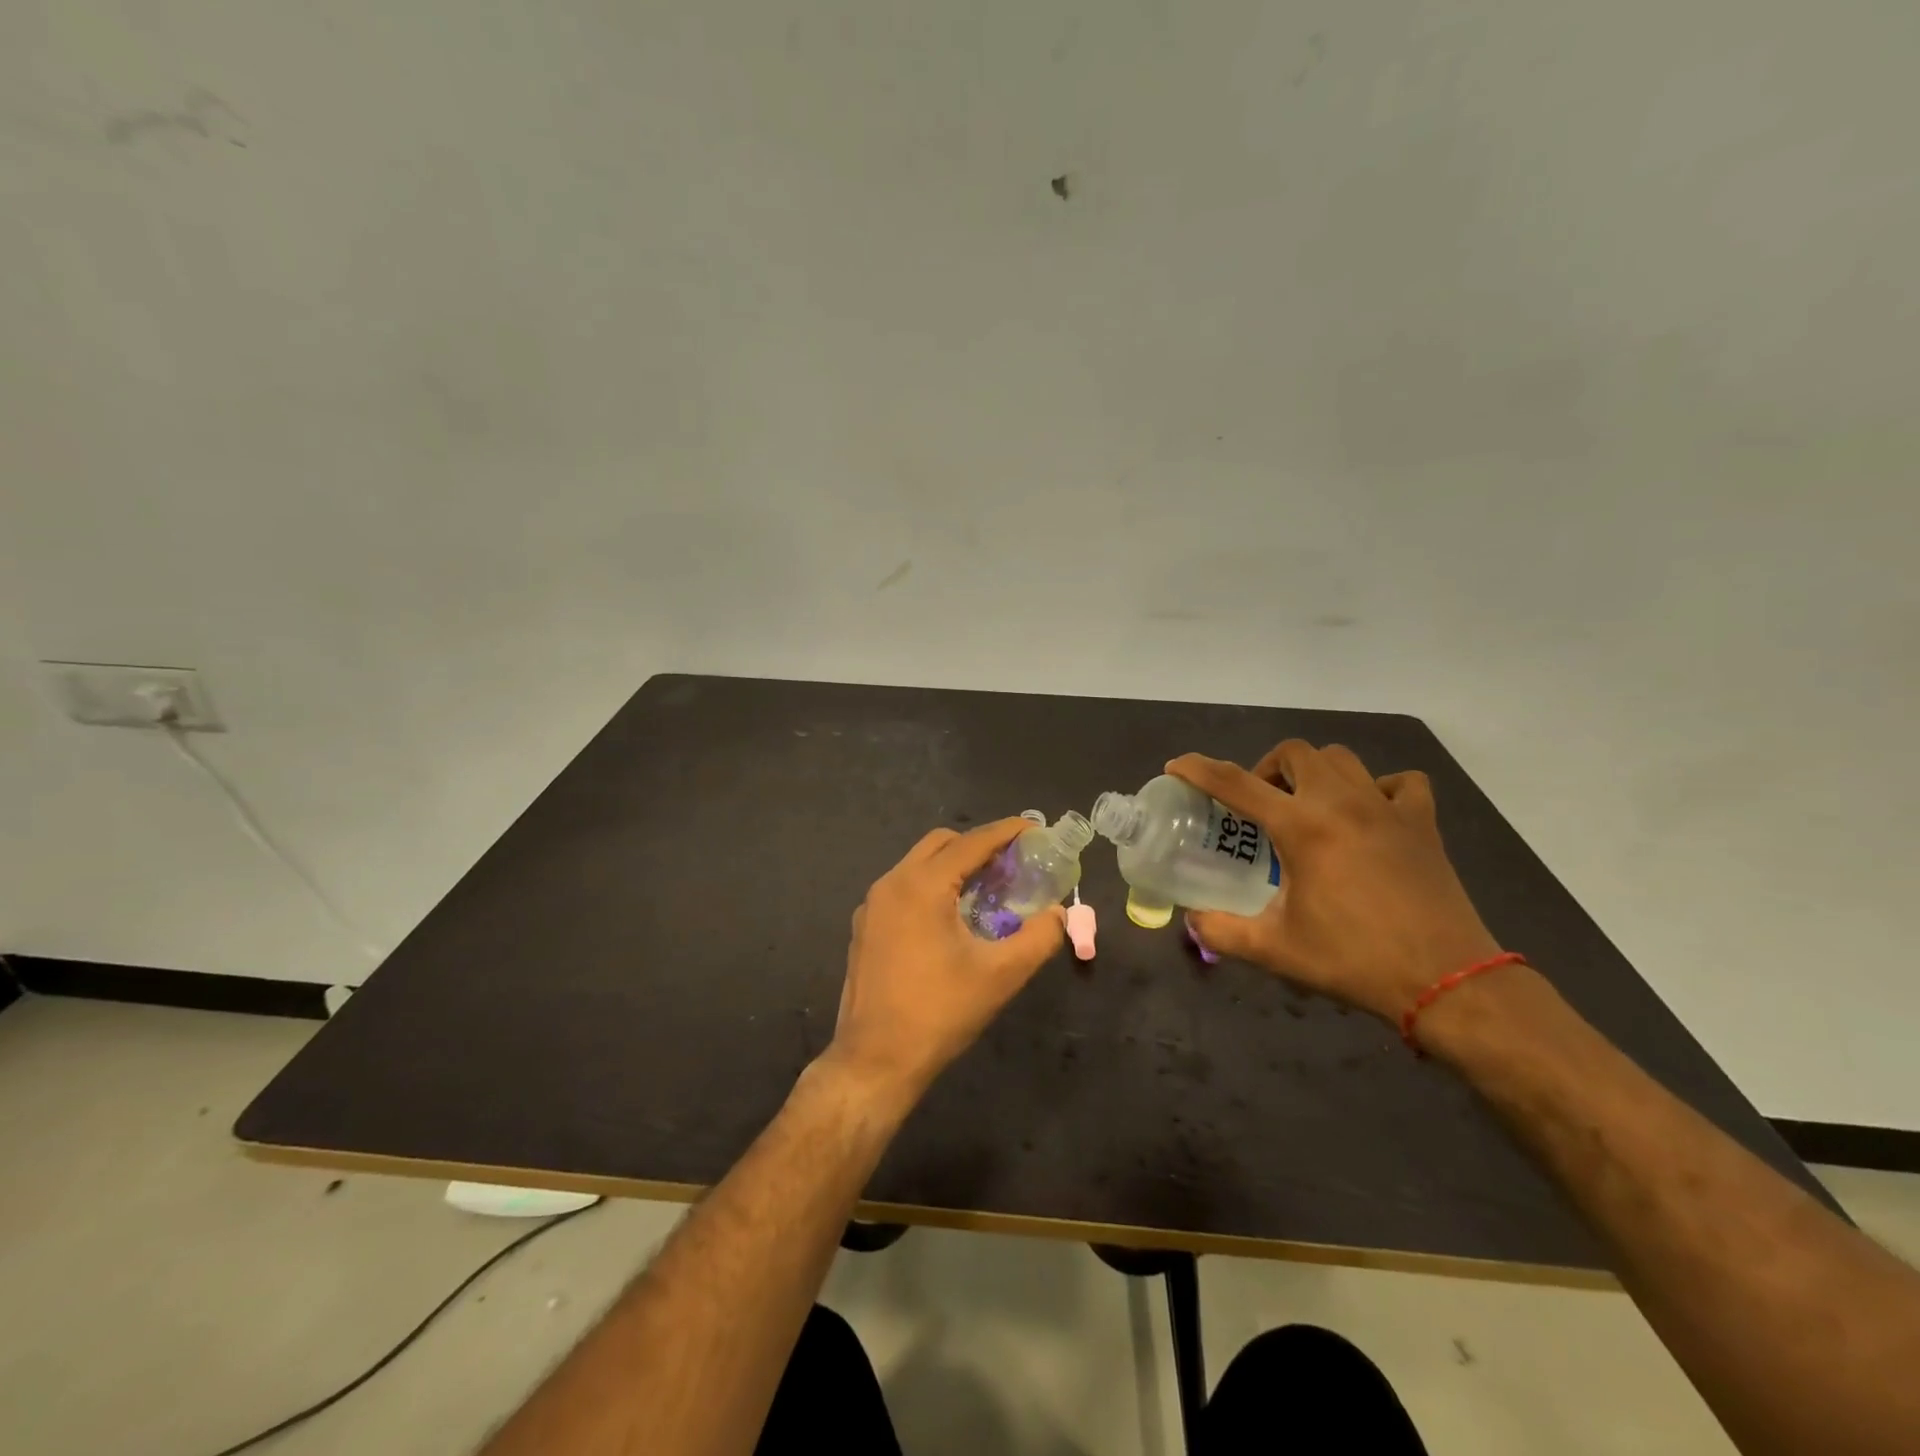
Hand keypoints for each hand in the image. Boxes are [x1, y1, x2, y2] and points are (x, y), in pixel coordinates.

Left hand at [824, 819, 1066, 1107]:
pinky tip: (952, 919)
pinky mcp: (864, 927)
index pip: (971, 842)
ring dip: (953, 866)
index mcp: (922, 886)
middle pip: (941, 844)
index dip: (1006, 831)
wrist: (874, 1061)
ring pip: (919, 865)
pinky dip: (931, 887)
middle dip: (978, 845)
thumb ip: (1039, 937)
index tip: (1034, 828)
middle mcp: (892, 883)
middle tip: (1012, 864)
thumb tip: (1060, 914)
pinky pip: (903, 888)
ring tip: (987, 889)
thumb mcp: (1001, 975)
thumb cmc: (939, 1012)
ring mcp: (872, 905)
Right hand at [1167, 742, 1500, 1022]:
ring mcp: (1388, 809)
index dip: (1199, 770)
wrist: (1448, 981)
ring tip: (1305, 804)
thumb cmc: (1354, 960)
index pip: (1236, 783)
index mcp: (1302, 827)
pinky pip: (1400, 784)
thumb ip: (1222, 931)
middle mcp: (1342, 803)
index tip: (1177, 766)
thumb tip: (1191, 921)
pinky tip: (1368, 813)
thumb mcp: (1275, 950)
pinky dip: (1378, 787)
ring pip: (1343, 759)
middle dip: (1265, 768)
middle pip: (1295, 753)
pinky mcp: (1423, 824)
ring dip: (1314, 772)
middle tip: (1257, 803)